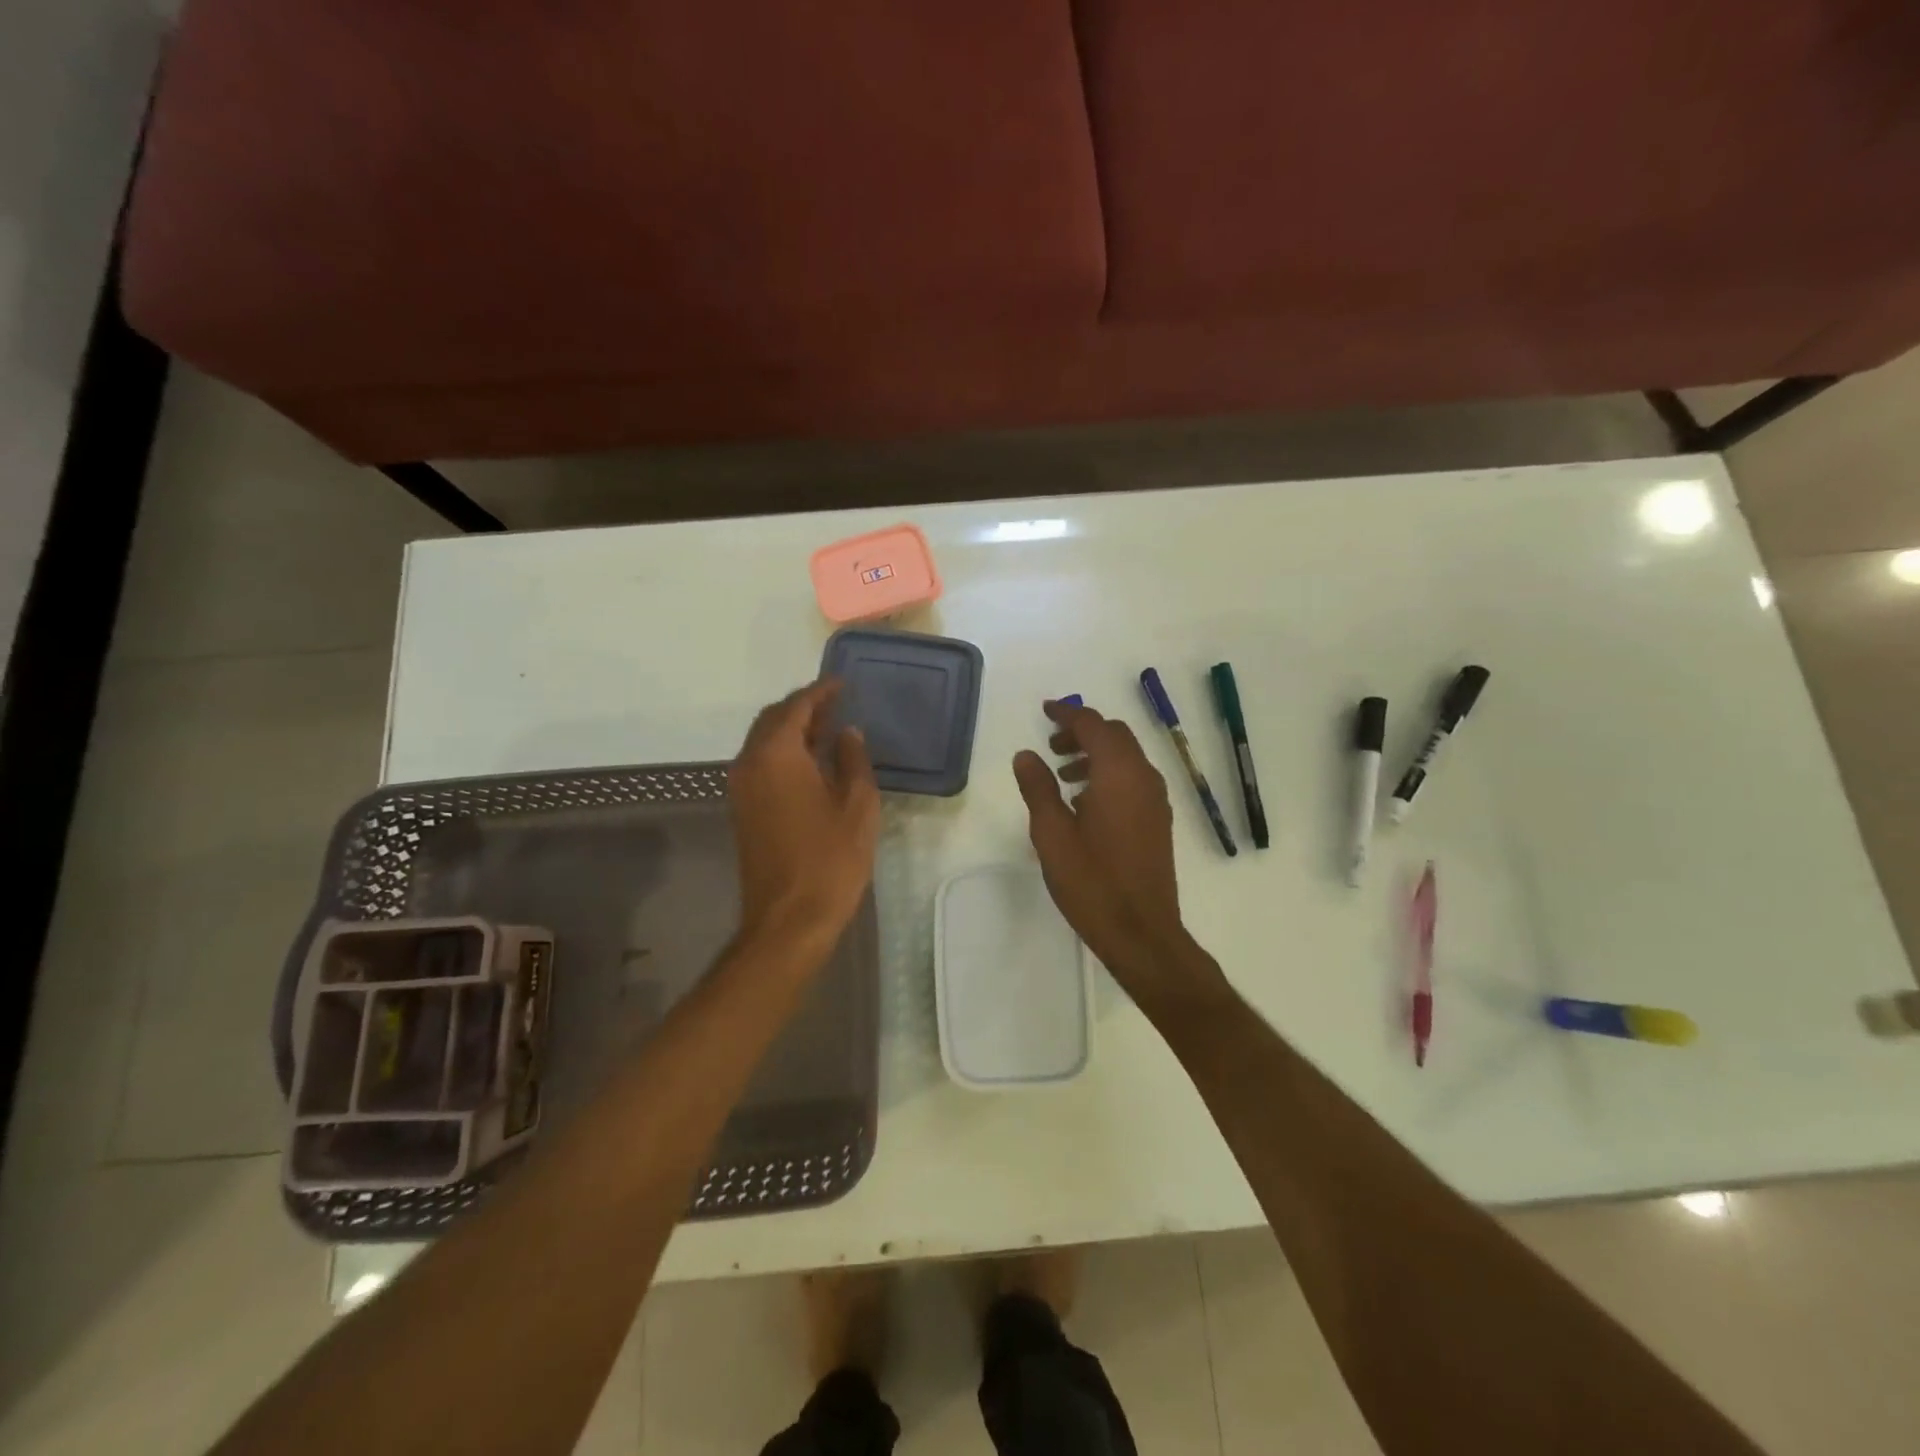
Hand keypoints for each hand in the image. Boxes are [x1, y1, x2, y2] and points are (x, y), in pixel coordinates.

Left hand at [728, 679, 879, 956]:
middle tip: (836, 704)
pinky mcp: (743, 809)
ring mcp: (741, 788)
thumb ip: (853, 760)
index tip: (843, 683)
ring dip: (792, 729)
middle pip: (773, 719)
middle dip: (803, 707)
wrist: (788, 920)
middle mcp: (750, 763)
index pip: (796, 707)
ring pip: (764, 741)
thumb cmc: (830, 860)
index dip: (821, 692)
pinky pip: (761, 763)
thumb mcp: (857, 805)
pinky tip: (812, 762)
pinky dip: (784, 751)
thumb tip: (847, 733)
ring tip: (828, 729)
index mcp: (777, 755)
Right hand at [1014, 701, 1221, 1008]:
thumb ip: (1038, 788)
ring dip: (1095, 755)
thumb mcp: (1052, 833)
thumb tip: (1026, 755)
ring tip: (1063, 774)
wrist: (1141, 932)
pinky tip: (1085, 803)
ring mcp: (1156, 800)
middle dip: (1082, 733)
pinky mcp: (1158, 821)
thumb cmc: (1091, 881)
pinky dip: (1109, 775)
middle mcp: (1144, 778)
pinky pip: (1133, 780)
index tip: (1045, 711)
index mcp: (1119, 773)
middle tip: (1051, 746)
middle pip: (1115, 736)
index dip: (1068, 714)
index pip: (1093, 726)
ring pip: (1126, 758)